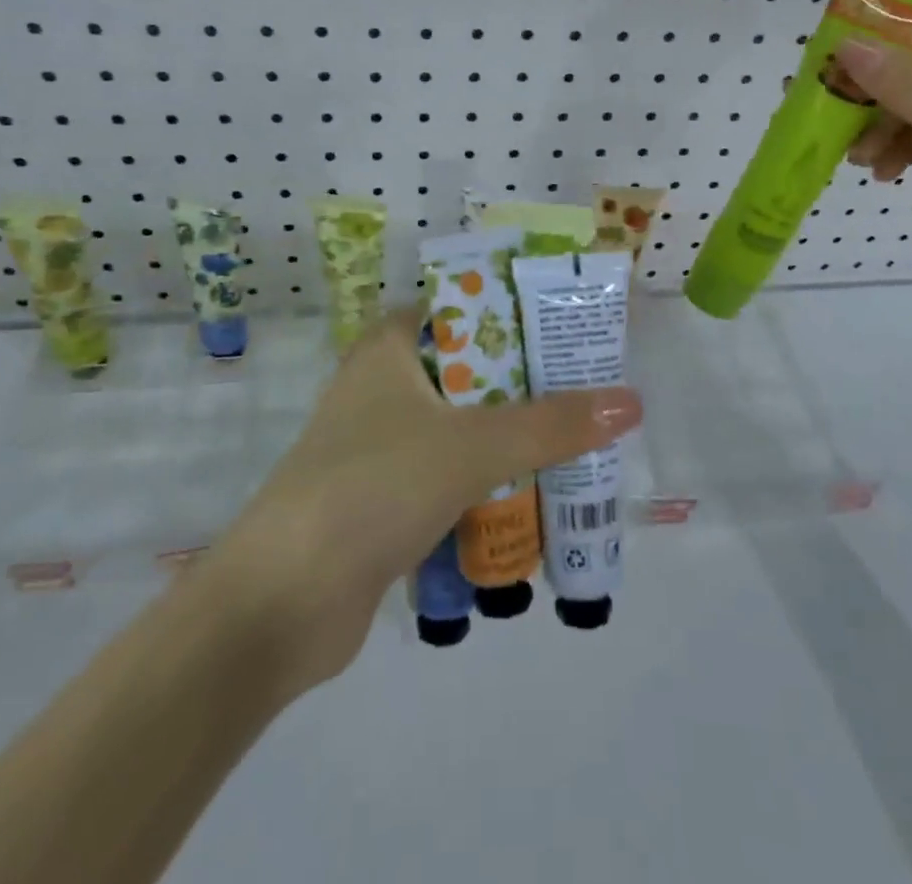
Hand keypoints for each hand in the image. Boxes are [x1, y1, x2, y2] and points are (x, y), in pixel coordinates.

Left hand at [208, 309, 641, 694]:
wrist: (280, 604)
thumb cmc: (372, 489)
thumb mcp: (469, 447)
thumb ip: (550, 425)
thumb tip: (631, 401)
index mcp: (388, 349)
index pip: (460, 308)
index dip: (512, 311)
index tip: (567, 327)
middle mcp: (381, 388)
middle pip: (468, 372)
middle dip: (525, 385)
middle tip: (587, 390)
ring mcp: (379, 447)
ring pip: (460, 429)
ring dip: (509, 441)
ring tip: (575, 444)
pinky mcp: (382, 502)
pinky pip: (448, 479)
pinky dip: (486, 486)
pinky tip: (533, 500)